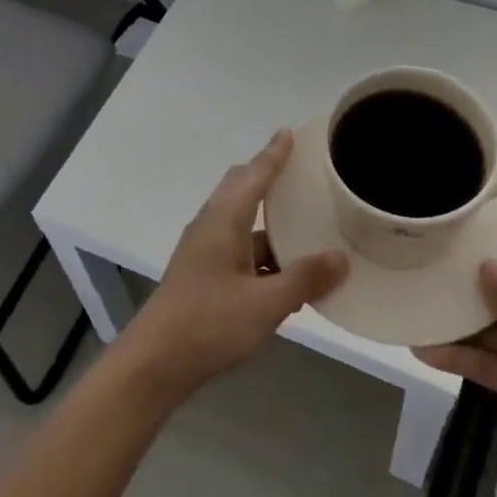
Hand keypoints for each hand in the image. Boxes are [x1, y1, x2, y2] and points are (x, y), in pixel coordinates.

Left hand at [119, 132, 349, 401]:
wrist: (155, 363)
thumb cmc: (209, 324)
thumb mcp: (265, 305)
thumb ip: (304, 280)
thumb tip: (341, 258)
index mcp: (224, 220)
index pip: (253, 175)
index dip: (273, 154)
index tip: (288, 133)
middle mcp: (211, 226)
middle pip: (240, 189)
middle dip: (267, 177)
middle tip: (300, 174)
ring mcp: (203, 250)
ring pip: (239, 221)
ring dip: (267, 220)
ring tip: (302, 224)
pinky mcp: (201, 273)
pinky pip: (237, 247)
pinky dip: (260, 249)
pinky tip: (283, 272)